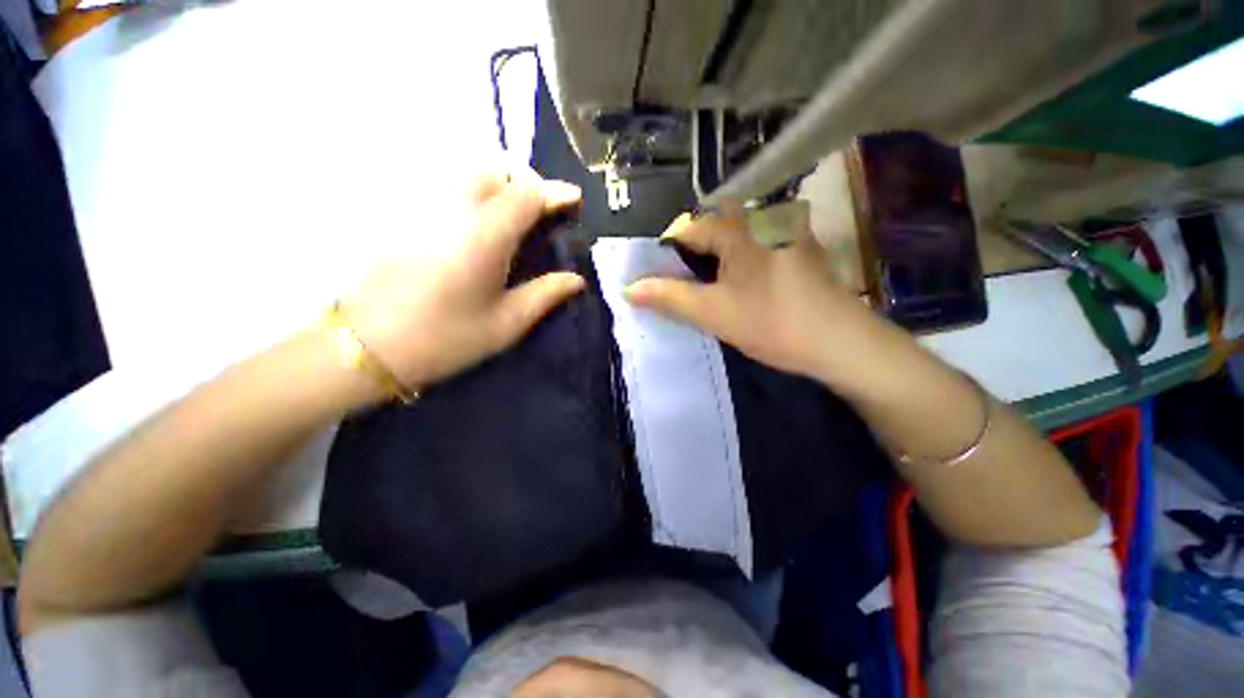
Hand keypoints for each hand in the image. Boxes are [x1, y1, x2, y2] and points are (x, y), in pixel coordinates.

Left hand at [341, 173, 585, 390]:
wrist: (367, 345)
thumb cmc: (445, 338)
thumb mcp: (506, 323)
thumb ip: (545, 294)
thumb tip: (576, 279)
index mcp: (487, 234)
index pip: (527, 195)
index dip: (555, 192)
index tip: (574, 198)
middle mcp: (456, 210)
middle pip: (496, 173)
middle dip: (526, 183)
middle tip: (543, 211)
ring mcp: (428, 210)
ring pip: (470, 177)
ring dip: (501, 187)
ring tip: (517, 217)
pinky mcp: (409, 219)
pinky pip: (451, 191)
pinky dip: (477, 195)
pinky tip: (483, 225)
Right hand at [624, 203, 878, 381]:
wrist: (842, 344)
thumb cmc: (772, 323)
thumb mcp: (712, 312)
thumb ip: (668, 298)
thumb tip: (628, 288)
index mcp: (739, 230)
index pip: (688, 228)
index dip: (667, 253)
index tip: (662, 280)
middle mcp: (764, 221)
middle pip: (715, 225)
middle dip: (695, 249)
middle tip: (688, 281)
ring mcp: (788, 234)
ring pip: (738, 234)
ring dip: (718, 254)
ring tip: (712, 286)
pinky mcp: (801, 251)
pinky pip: (759, 244)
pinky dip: (741, 259)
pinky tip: (744, 286)